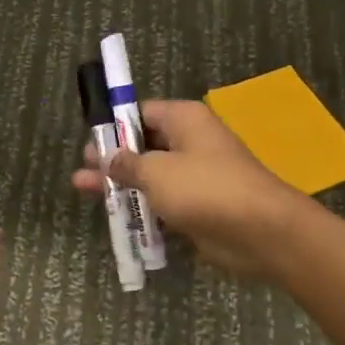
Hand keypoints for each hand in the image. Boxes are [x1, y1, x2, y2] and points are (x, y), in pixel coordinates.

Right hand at [72, 99, 304, 279]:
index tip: (90, 138)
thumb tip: (108, 158)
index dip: (114, 124)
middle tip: (82, 168)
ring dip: (122, 184)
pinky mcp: (199, 206)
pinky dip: (142, 207)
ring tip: (84, 190)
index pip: (141, 112)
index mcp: (184, 120)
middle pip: (144, 144)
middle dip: (113, 157)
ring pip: (151, 175)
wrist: (261, 231)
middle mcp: (191, 142)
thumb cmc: (205, 188)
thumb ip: (126, 164)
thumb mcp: (156, 172)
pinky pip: (163, 201)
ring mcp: (196, 175)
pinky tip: (116, 216)